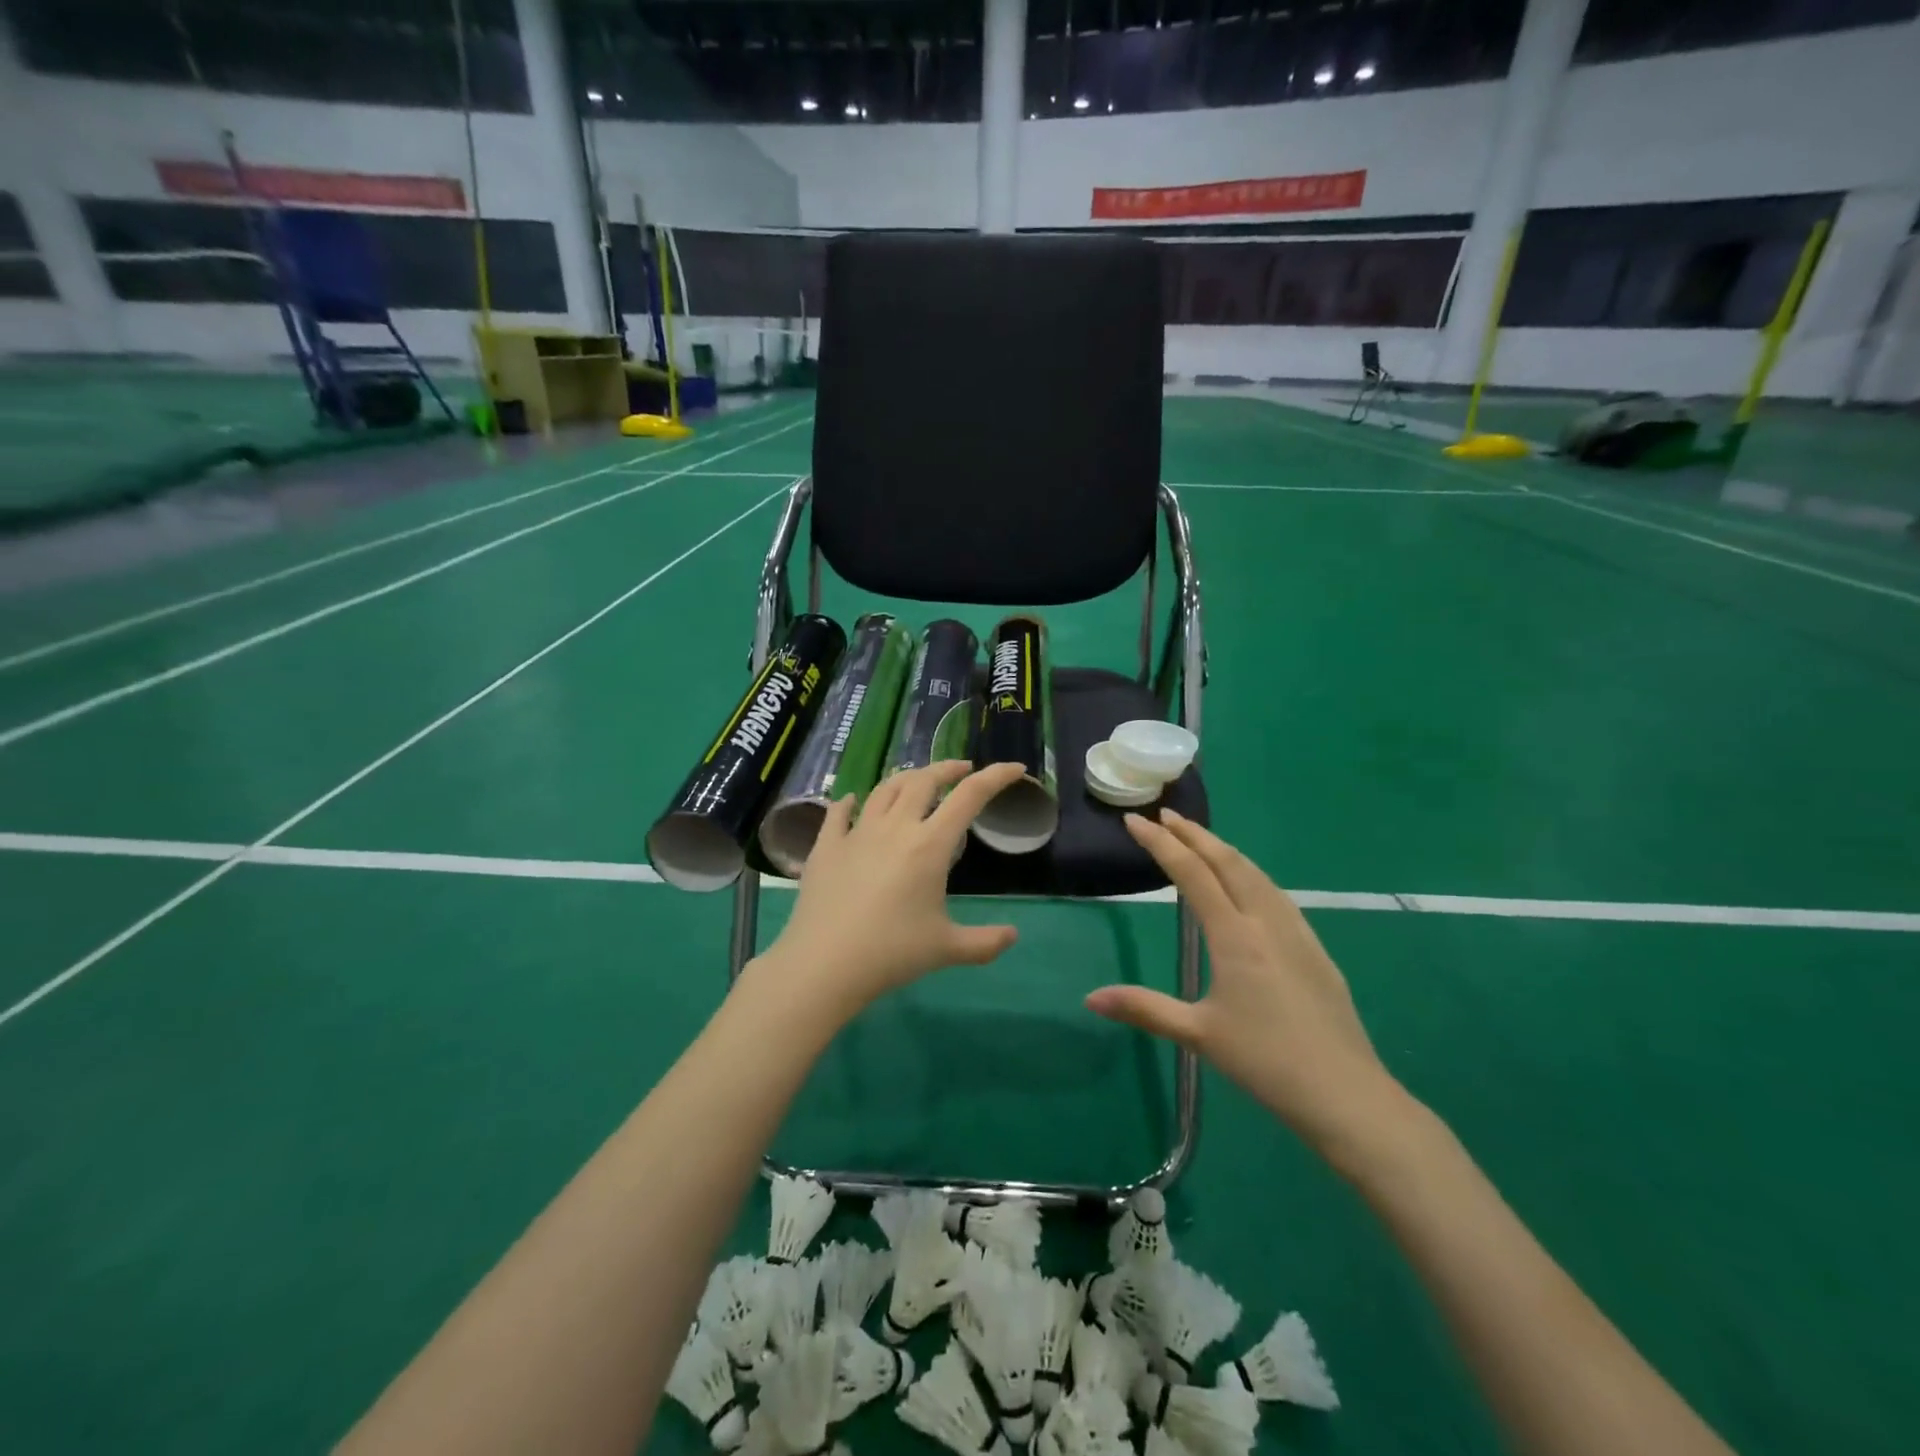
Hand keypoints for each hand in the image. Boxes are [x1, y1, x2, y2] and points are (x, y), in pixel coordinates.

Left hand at [747, 761, 1026, 1019]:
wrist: (824, 964)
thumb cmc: (891, 953)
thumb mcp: (947, 949)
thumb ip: (985, 942)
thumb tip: (1013, 936)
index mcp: (929, 845)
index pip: (970, 796)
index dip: (996, 776)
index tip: (1015, 768)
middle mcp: (895, 828)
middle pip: (924, 780)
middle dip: (947, 769)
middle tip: (962, 770)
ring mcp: (856, 833)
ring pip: (883, 789)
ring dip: (905, 778)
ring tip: (916, 781)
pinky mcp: (825, 847)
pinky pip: (838, 813)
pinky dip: (848, 802)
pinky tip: (851, 801)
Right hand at [1085, 809, 1417, 1173]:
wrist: (1346, 1093)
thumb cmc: (1266, 1061)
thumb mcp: (1198, 1035)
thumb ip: (1144, 1009)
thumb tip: (1090, 998)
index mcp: (1234, 936)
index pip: (1191, 874)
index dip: (1161, 844)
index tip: (1136, 822)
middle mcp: (1265, 922)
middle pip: (1228, 862)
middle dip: (1194, 835)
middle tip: (1165, 816)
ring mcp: (1296, 933)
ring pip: (1257, 874)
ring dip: (1224, 850)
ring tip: (1201, 840)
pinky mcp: (1315, 950)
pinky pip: (1277, 895)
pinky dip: (1251, 874)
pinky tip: (1250, 885)